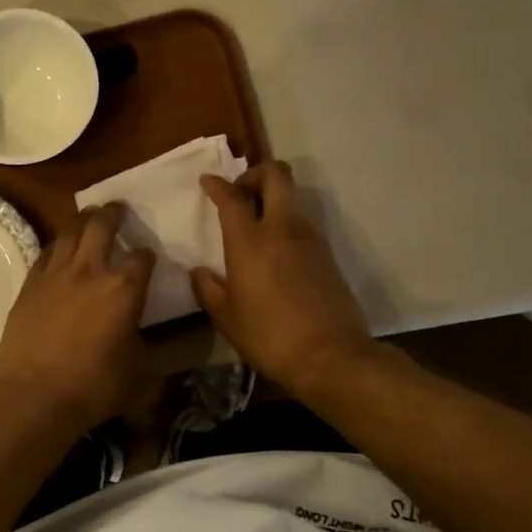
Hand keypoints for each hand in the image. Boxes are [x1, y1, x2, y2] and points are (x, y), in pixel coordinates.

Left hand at [0, 203, 155, 431]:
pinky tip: (60, 248)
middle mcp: (90, 271)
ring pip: (70, 230)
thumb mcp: (136, 373)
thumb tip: (143, 337)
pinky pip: (46, 252)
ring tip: (89, 216)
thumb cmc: (93, 387)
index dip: (147, 256)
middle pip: (102, 225)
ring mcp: (56, 273)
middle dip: (113, 213)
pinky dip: (57, 245)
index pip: (142, 258)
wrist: (34, 395)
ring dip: (83, 219)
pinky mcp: (30, 283)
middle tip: (118, 208)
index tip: (147, 258)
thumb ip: (145, 346)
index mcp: (124, 290)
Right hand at [192, 161, 376, 396]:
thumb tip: (199, 272)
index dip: (217, 184)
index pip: (232, 197)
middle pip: (276, 175)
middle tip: (240, 195)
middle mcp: (282, 229)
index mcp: (250, 240)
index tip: (207, 182)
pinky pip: (302, 224)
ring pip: (292, 199)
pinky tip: (274, 254)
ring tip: (254, 227)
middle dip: (255, 174)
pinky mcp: (327, 255)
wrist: (332, 357)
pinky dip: (285, 225)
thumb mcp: (227, 318)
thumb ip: (209, 289)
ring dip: (272, 201)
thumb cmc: (269, 336)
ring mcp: (310, 239)